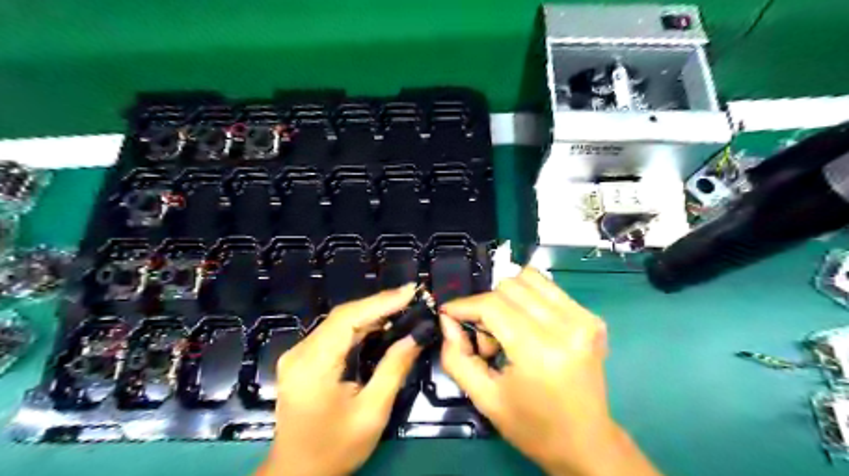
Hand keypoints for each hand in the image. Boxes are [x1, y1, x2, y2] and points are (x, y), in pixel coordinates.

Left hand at [257, 285, 424, 475]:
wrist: (297, 474)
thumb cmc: (336, 449)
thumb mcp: (372, 412)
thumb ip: (393, 369)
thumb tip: (416, 336)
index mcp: (314, 365)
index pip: (349, 319)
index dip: (381, 301)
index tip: (412, 290)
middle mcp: (301, 352)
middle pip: (343, 315)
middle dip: (380, 303)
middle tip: (412, 297)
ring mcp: (298, 354)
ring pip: (339, 321)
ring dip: (371, 312)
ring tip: (403, 306)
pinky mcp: (302, 359)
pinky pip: (334, 333)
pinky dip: (359, 325)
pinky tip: (381, 325)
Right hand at [438, 267, 661, 475]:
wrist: (586, 443)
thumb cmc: (533, 427)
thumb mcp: (484, 398)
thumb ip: (456, 356)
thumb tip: (447, 319)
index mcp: (540, 352)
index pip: (492, 305)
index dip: (464, 305)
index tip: (448, 313)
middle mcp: (567, 327)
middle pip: (509, 286)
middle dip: (487, 307)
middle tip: (488, 340)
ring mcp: (584, 319)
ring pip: (529, 278)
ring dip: (508, 299)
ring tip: (510, 331)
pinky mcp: (592, 318)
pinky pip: (548, 288)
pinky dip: (528, 300)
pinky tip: (529, 327)